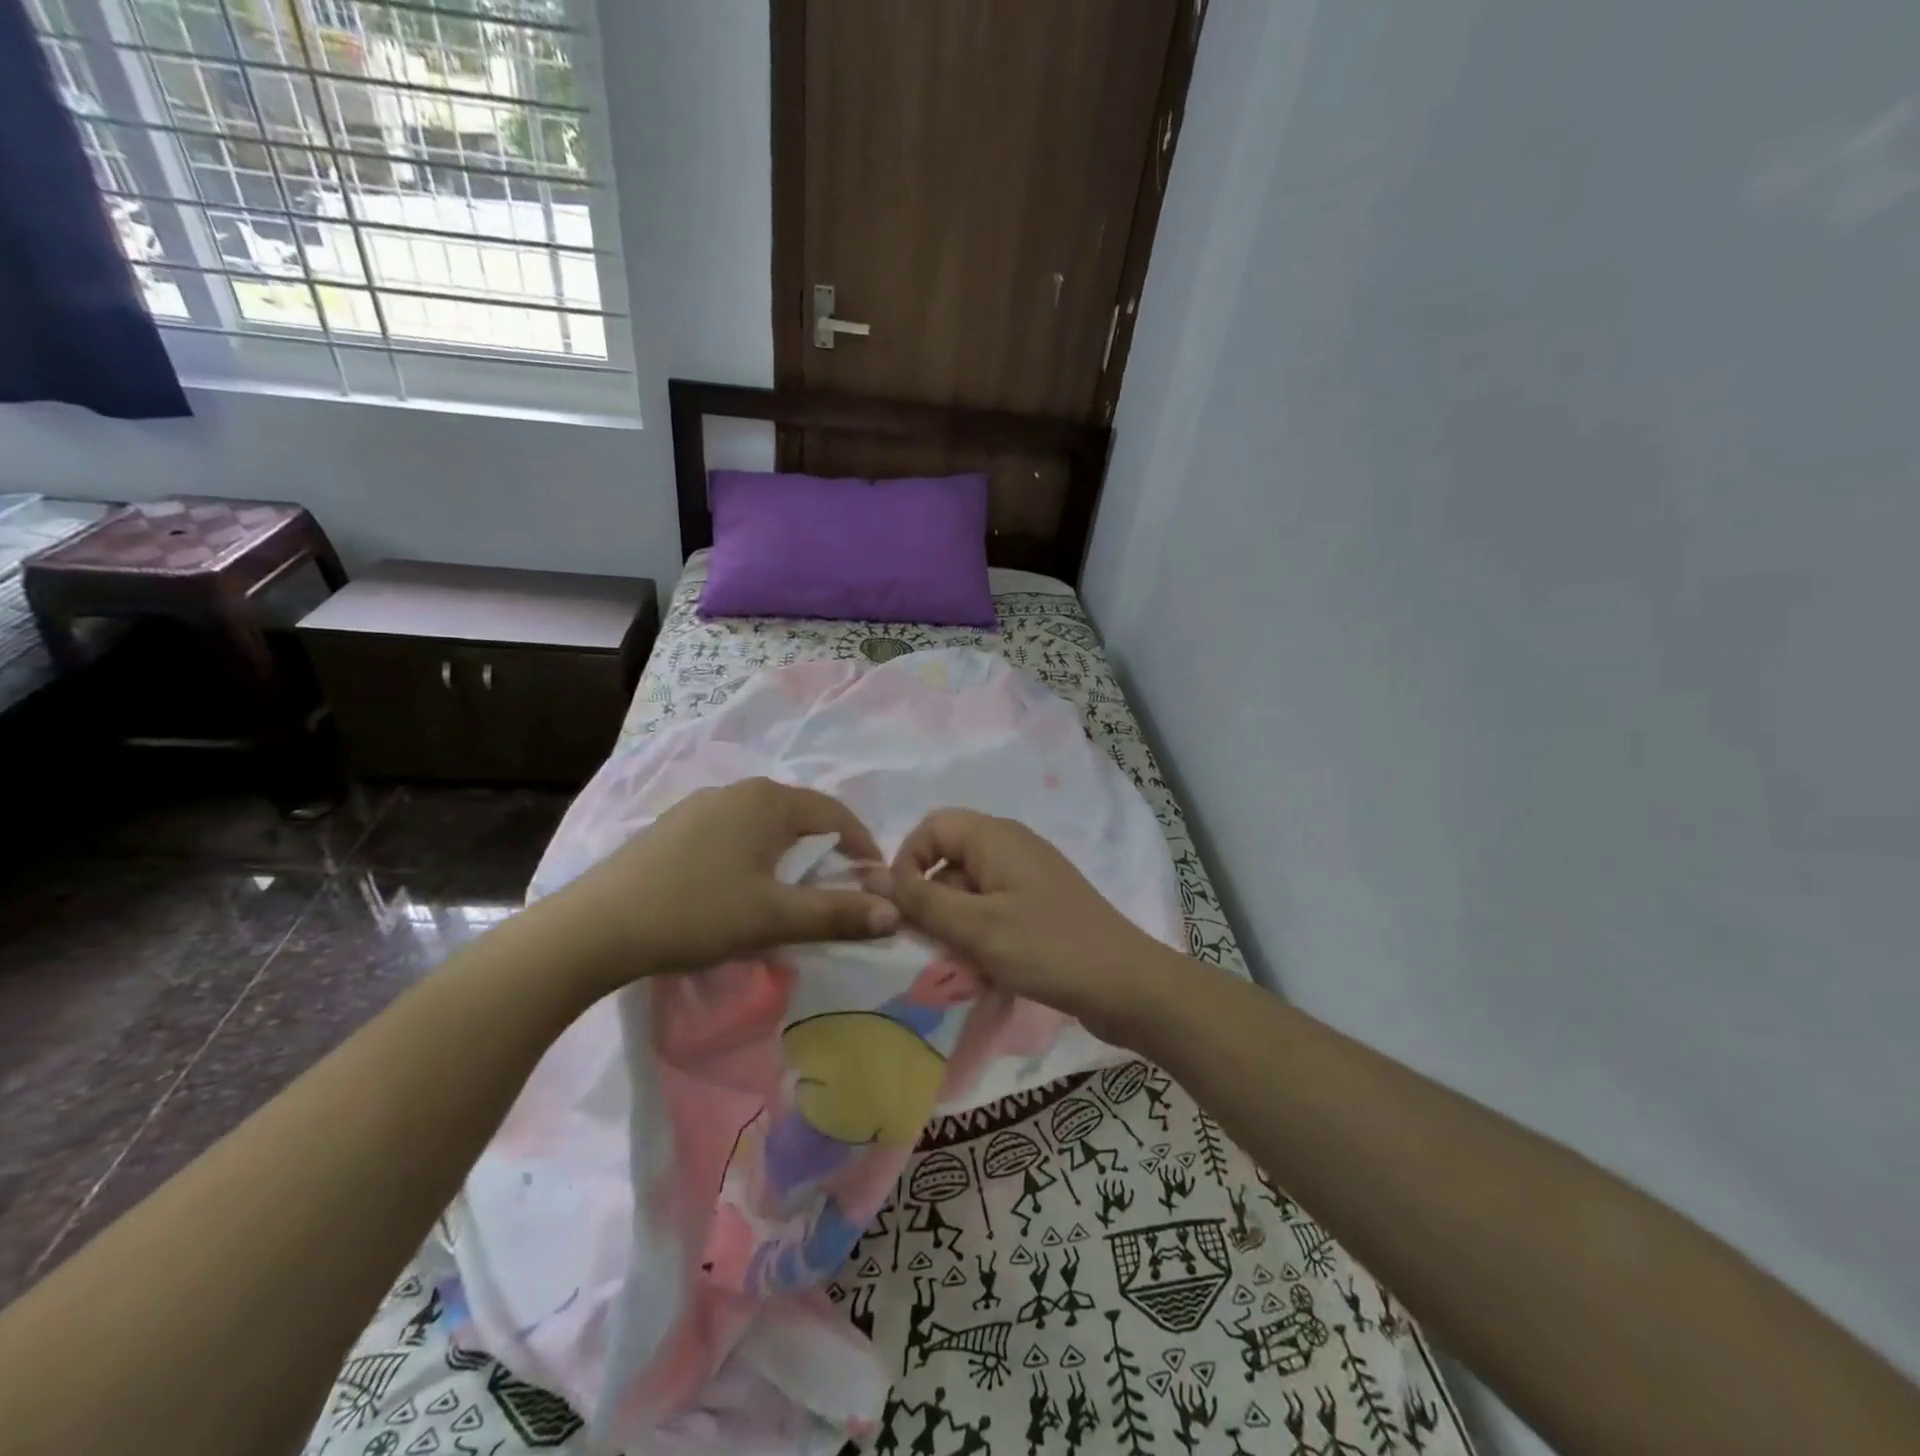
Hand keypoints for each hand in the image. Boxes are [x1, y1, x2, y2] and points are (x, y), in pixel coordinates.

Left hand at [560, 777, 899, 983]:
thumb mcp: (774, 917)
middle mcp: (738, 791)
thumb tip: (895, 913)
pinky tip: (740, 887)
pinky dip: (755, 855)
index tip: (874, 883)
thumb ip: (837, 913)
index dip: (862, 847)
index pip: (836, 815)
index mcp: (769, 801)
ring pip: (766, 825)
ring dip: (790, 854)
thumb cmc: (696, 913)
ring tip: (793, 892)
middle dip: (827, 851)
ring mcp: (701, 805)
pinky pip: (734, 833)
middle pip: (801, 816)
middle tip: (838, 890)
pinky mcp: (675, 827)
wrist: (595, 927)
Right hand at [871, 808, 1180, 1042]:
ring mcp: (1028, 878)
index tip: (903, 907)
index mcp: (996, 837)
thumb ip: (920, 900)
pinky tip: (986, 969)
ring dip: (954, 924)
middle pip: (949, 859)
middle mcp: (1011, 847)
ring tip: (961, 963)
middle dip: (931, 900)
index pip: (931, 827)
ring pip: (969, 890)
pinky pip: (993, 910)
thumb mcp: (975, 926)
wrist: (1127, 986)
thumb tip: (869, 875)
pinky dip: (980, 934)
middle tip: (931, 945)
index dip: (907, 861)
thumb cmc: (1047, 948)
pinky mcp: (1040, 907)